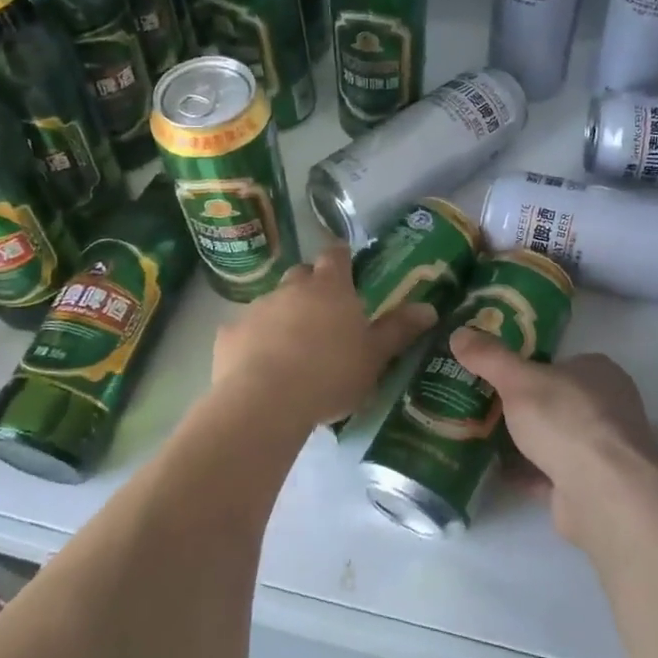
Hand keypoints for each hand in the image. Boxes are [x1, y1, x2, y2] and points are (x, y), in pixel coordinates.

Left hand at [211, 245, 436, 427]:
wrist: (265, 401)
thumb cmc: (331, 374)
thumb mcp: (374, 357)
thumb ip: (399, 330)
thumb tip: (428, 307)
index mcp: (330, 289)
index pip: (335, 256)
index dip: (341, 257)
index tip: (345, 262)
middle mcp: (291, 289)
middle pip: (301, 275)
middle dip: (311, 286)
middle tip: (323, 312)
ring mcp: (257, 309)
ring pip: (272, 303)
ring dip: (283, 316)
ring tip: (292, 348)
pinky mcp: (229, 335)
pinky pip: (245, 332)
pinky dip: (254, 342)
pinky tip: (259, 367)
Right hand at [448, 329, 657, 545]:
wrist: (605, 494)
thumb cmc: (567, 421)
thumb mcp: (518, 380)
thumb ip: (489, 357)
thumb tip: (459, 333)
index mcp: (599, 373)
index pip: (560, 362)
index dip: (527, 367)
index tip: (493, 374)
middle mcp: (607, 408)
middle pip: (555, 401)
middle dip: (521, 406)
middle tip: (479, 405)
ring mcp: (602, 450)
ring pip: (554, 439)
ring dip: (523, 441)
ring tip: (479, 436)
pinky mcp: (592, 486)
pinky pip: (551, 473)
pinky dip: (526, 472)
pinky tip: (495, 471)